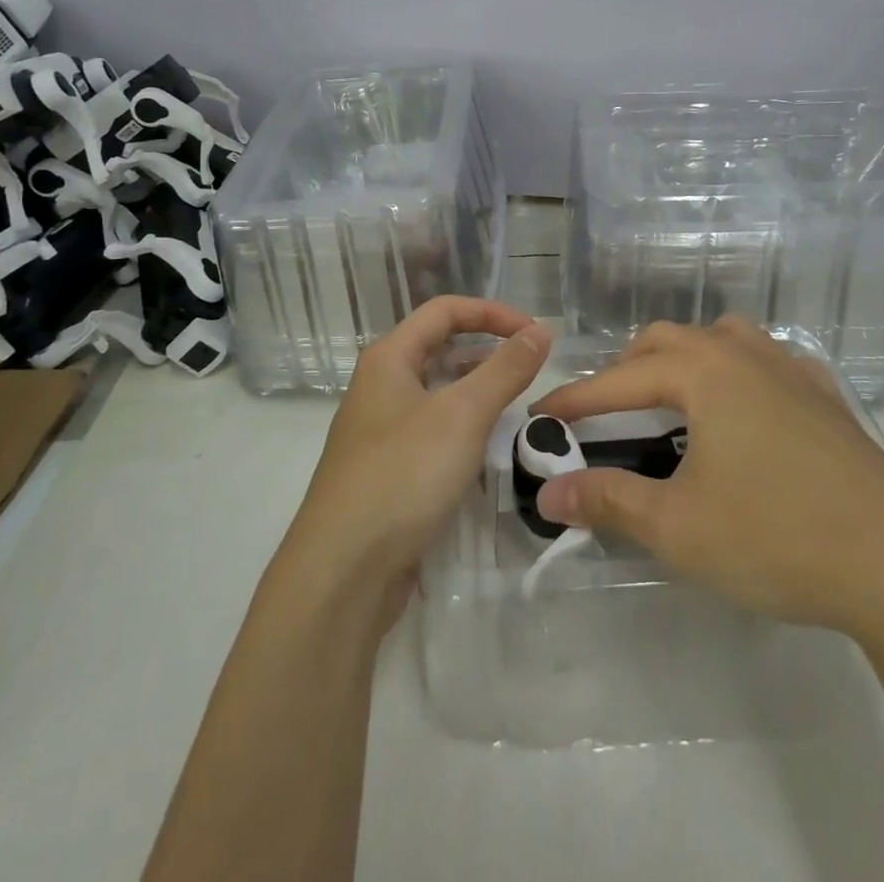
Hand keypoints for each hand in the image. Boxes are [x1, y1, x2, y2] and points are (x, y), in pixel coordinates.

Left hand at [275, 297, 549, 626]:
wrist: (342, 572)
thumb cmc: (403, 475)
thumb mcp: (463, 415)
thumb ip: (505, 370)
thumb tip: (540, 331)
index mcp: (388, 359)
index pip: (445, 311)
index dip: (492, 313)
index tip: (535, 333)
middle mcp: (380, 386)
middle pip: (440, 349)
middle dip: (487, 351)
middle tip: (532, 370)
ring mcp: (381, 431)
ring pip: (438, 394)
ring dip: (478, 393)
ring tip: (519, 408)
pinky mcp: (388, 471)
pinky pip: (433, 434)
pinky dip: (463, 432)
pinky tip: (490, 452)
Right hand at [530, 318, 883, 650]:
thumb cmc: (778, 537)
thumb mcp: (679, 527)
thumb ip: (608, 502)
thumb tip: (547, 493)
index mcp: (704, 372)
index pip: (619, 379)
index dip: (575, 400)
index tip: (542, 417)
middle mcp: (744, 354)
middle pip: (668, 341)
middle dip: (627, 370)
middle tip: (605, 412)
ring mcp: (792, 371)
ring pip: (721, 339)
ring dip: (684, 361)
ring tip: (671, 402)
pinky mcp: (826, 398)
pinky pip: (766, 361)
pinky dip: (736, 372)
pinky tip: (744, 410)